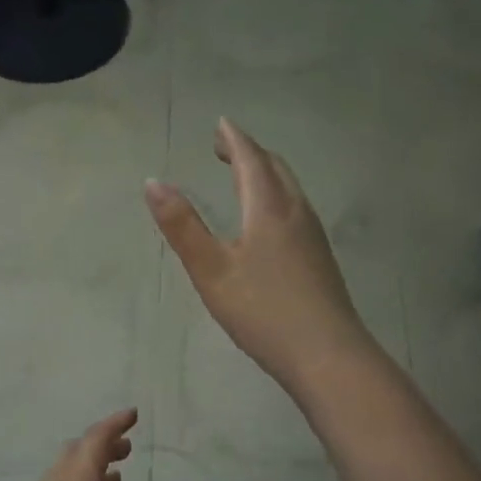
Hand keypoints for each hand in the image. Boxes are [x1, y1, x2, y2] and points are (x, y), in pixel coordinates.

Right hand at [145, 117, 376, 391]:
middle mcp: (296, 213)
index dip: (234, 140)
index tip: (221, 124)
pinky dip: (277, 197)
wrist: (328, 356)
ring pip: (290, 189)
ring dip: (266, 174)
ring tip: (244, 177)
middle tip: (226, 148)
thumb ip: (182, 227)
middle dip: (250, 152)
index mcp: (269, 209)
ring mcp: (314, 237)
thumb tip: (153, 182)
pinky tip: (270, 222)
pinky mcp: (321, 259)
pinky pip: (297, 210)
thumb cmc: (264, 312)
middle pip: (275, 169)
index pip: (251, 160)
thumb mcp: (211, 271)